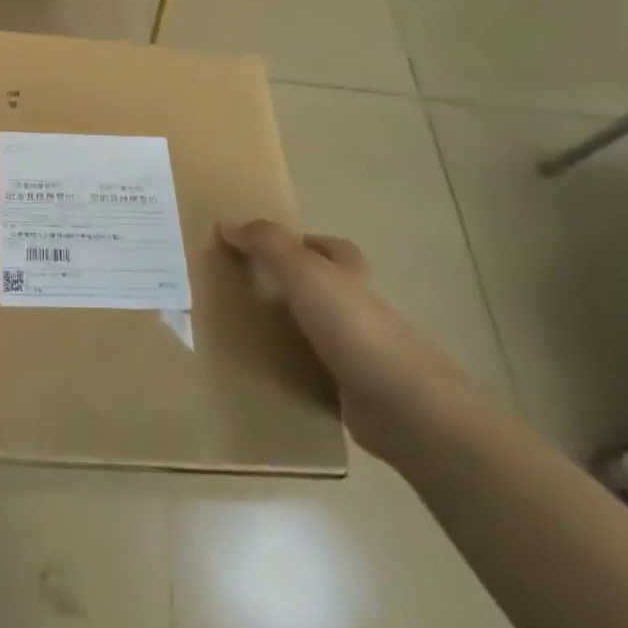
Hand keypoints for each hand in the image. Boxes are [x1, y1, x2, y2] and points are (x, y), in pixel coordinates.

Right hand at [221, 220, 470, 462]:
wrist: (400, 403)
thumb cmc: (351, 325)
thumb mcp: (303, 271)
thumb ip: (268, 244)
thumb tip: (227, 224)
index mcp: (353, 275)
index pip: (334, 249)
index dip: (308, 243)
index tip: (270, 250)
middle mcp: (362, 309)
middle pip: (330, 289)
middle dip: (298, 288)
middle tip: (253, 291)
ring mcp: (364, 352)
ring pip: (325, 332)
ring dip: (297, 331)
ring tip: (252, 333)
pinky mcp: (358, 391)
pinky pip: (322, 374)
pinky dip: (301, 372)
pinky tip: (274, 376)